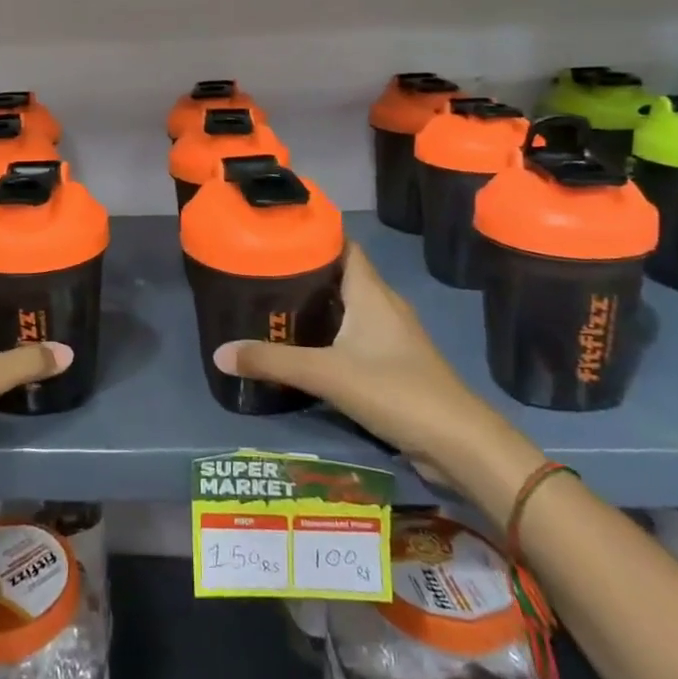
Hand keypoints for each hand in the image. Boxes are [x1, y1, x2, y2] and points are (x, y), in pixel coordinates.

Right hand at [213, 243, 487, 482]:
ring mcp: (393, 336)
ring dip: (318, 306)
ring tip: (275, 307)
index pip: (344, 246)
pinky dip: (331, 334)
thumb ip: (272, 362)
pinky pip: (357, 336)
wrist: (459, 443)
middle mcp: (384, 306)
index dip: (314, 235)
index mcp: (372, 293)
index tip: (277, 234)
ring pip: (350, 307)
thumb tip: (219, 353)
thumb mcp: (327, 374)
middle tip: (262, 273)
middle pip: (342, 276)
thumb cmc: (395, 390)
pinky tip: (305, 348)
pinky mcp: (395, 364)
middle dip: (306, 272)